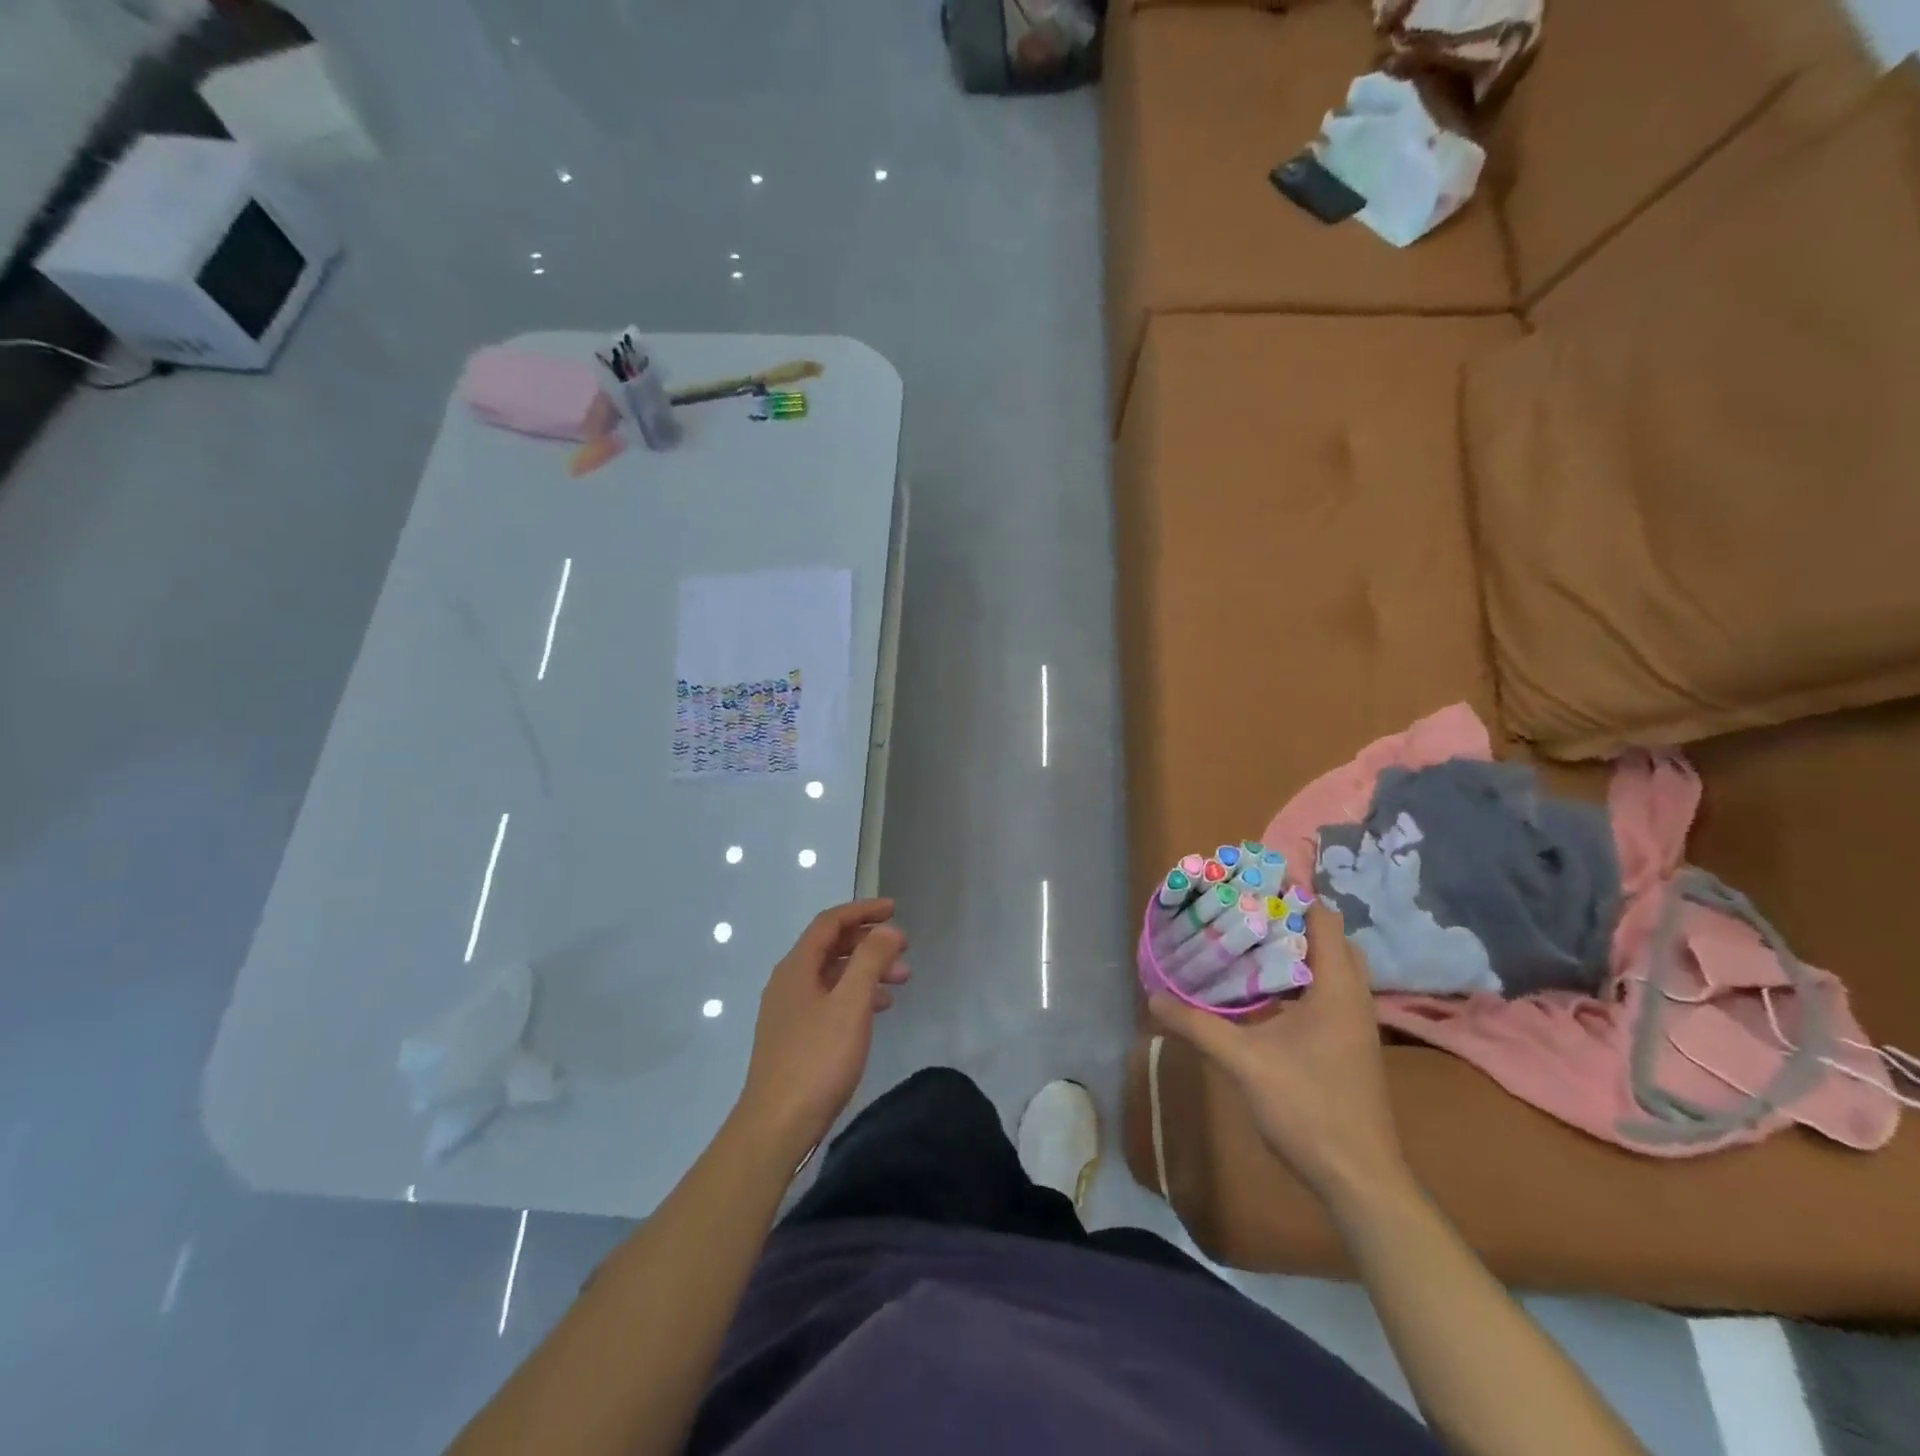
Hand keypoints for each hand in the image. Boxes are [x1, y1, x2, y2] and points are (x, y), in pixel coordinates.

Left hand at [736, 898, 909, 1159]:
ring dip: (867, 971)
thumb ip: (871, 961)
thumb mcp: (851, 1004)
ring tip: (901, 982)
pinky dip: (856, 996)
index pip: (830, 922)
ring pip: (833, 975)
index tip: (894, 909)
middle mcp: (789, 982)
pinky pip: (830, 1000)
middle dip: (870, 943)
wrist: (776, 1126)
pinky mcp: (795, 1037)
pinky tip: (878, 1010)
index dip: (863, 911)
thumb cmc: (816, 1060)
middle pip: (831, 947)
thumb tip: (888, 930)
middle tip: (905, 951)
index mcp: (797, 967)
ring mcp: (789, 1011)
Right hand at [1149, 901, 1410, 1213]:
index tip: (1247, 885)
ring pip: (1328, 968)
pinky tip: (1261, 995)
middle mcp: (1352, 997)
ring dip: (1293, 952)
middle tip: (1242, 914)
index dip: (1289, 895)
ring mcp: (1354, 1023)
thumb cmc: (1308, 1108)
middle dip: (1288, 921)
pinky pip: (1325, 993)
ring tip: (1245, 944)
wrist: (1359, 1179)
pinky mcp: (1349, 1045)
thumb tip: (1153, 998)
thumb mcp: (1243, 1062)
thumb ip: (1198, 1025)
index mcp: (1336, 988)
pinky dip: (1297, 981)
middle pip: (1327, 938)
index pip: (1322, 918)